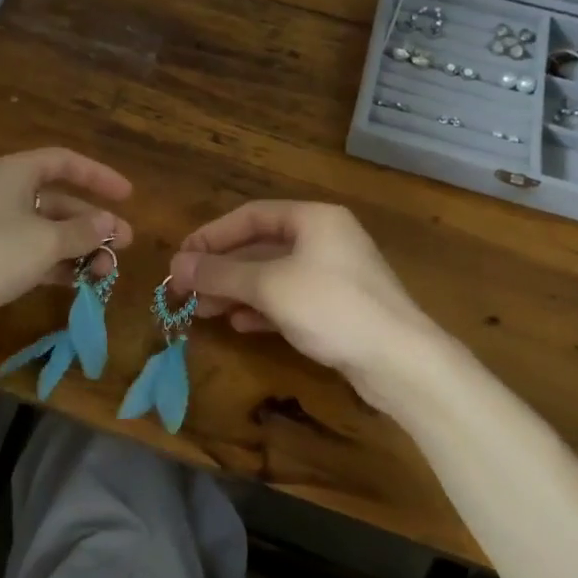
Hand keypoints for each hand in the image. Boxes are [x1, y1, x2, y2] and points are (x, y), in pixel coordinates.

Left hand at [0, 149, 133, 355]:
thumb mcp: (44, 241)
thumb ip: (83, 232)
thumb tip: (110, 223)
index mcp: (15, 173)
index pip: (64, 162)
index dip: (98, 176)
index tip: (128, 196)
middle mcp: (4, 192)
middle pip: (58, 199)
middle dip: (93, 222)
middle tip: (125, 245)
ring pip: (45, 230)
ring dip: (77, 247)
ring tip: (107, 271)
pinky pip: (30, 252)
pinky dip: (55, 264)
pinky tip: (78, 282)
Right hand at [168, 201, 454, 407]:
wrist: (401, 361)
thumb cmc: (332, 307)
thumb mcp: (269, 286)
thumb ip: (221, 273)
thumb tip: (176, 265)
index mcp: (313, 219)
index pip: (250, 216)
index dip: (211, 235)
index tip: (181, 257)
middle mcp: (324, 239)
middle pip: (260, 247)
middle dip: (221, 268)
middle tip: (185, 288)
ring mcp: (333, 275)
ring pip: (272, 275)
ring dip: (236, 290)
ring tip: (203, 310)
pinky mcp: (337, 307)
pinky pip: (289, 299)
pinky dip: (261, 308)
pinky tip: (239, 324)